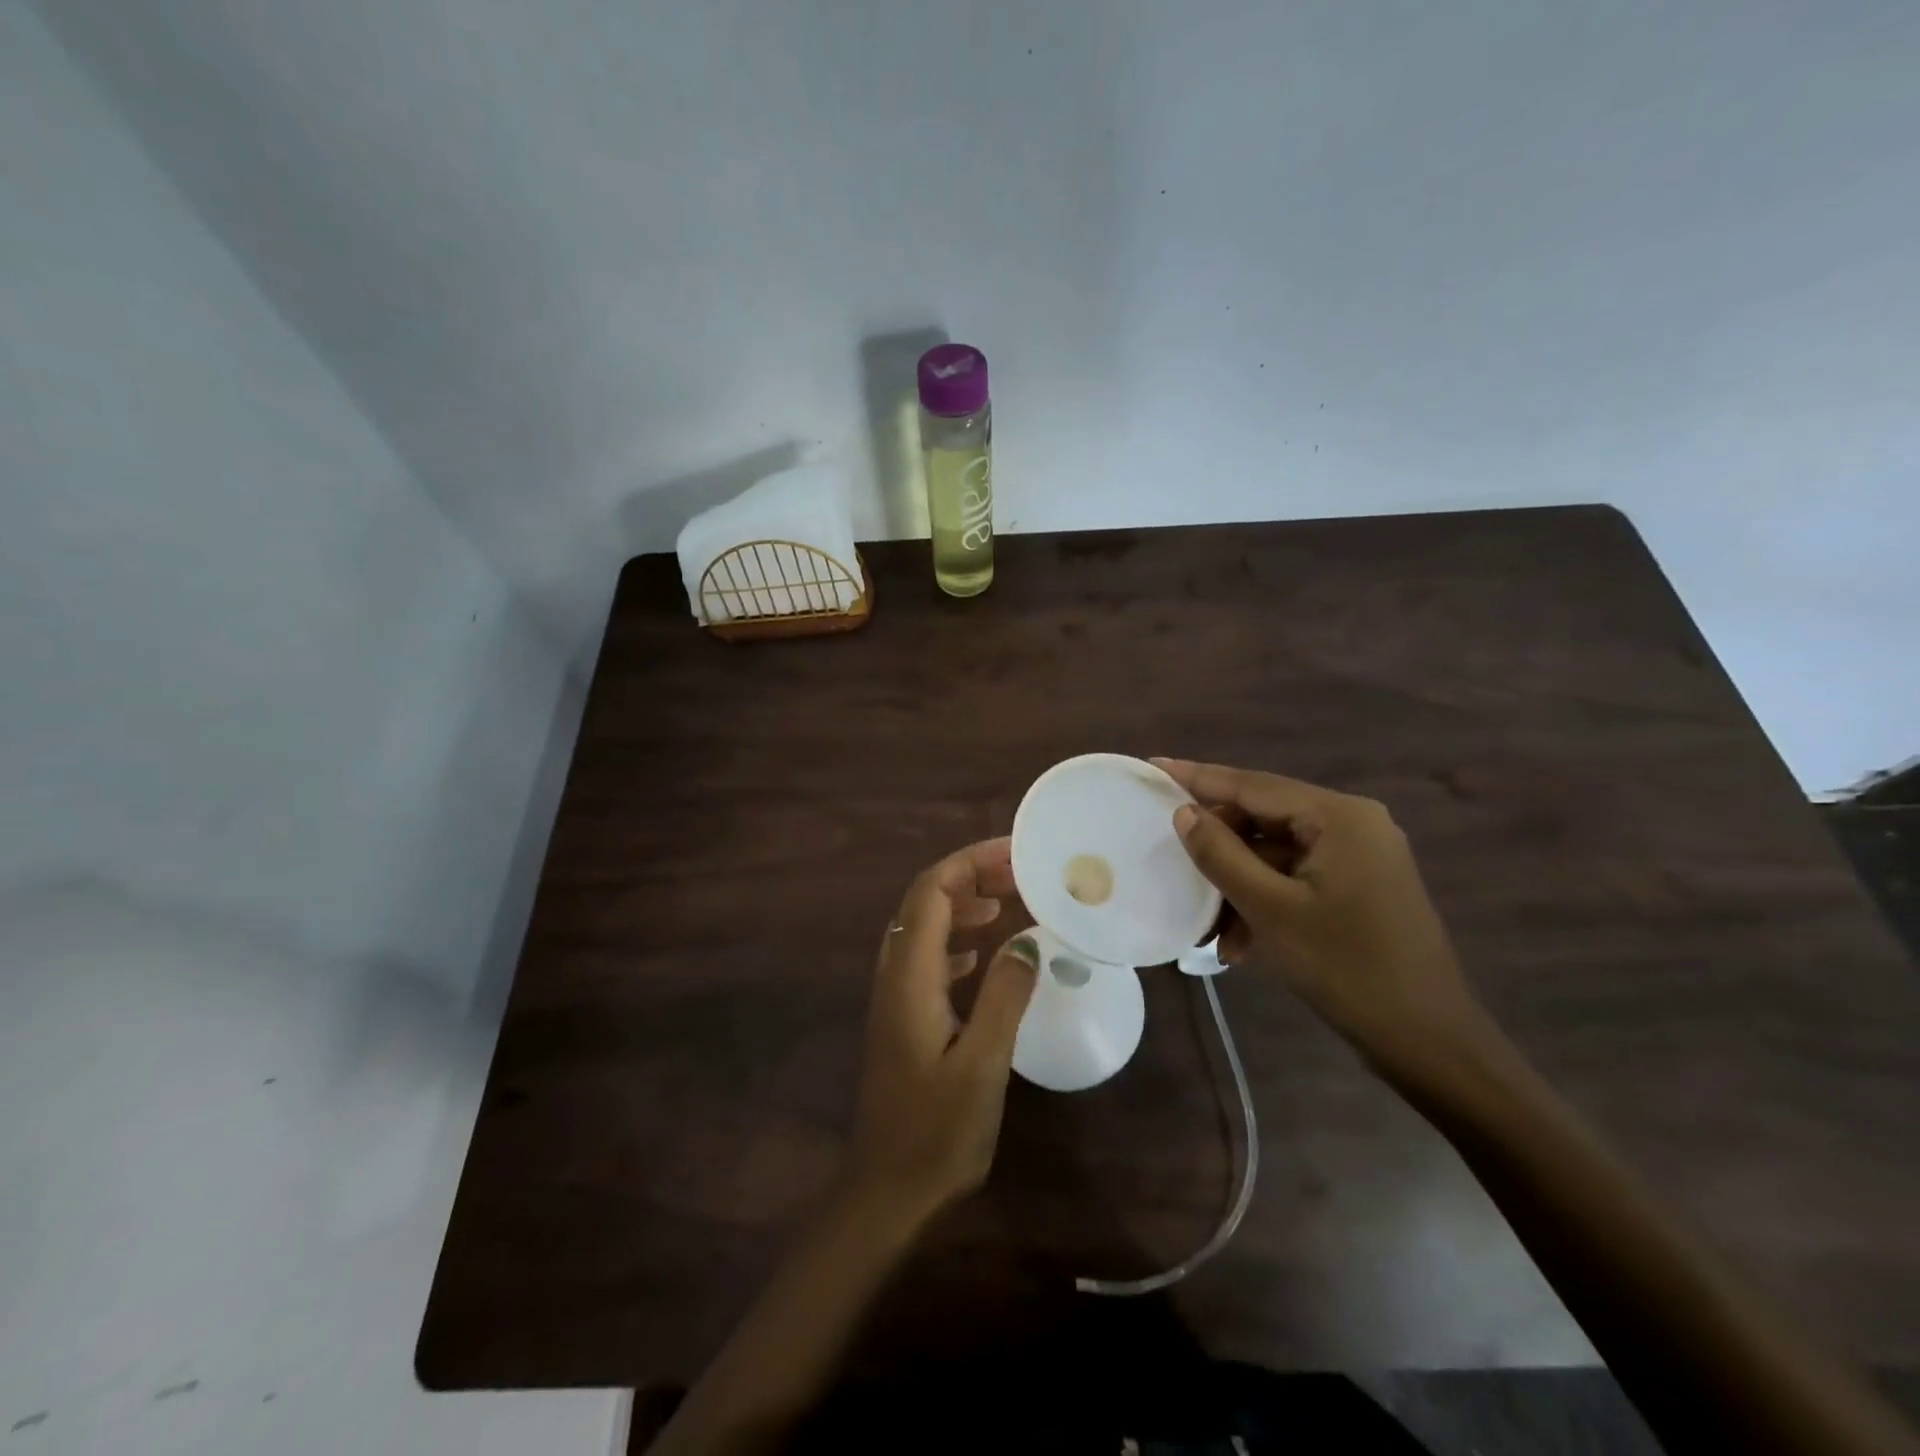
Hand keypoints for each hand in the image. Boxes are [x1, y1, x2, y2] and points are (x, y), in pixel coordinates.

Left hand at [847, 838, 1039, 1224]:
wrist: (887, 1192)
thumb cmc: (937, 1131)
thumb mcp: (983, 1063)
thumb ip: (1004, 995)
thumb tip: (1027, 940)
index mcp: (910, 976)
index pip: (931, 892)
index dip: (970, 862)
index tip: (1016, 854)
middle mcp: (895, 975)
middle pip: (925, 902)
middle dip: (970, 877)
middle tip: (1020, 875)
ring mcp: (894, 996)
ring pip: (925, 928)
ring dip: (963, 905)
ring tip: (1008, 903)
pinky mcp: (903, 1017)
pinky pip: (928, 958)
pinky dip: (957, 940)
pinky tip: (985, 954)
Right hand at [1156, 758, 1484, 1068]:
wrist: (1426, 1040)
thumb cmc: (1346, 967)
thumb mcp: (1270, 909)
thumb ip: (1221, 854)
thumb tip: (1184, 812)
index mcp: (1339, 817)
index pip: (1253, 785)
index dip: (1198, 777)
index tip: (1153, 765)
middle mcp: (1353, 824)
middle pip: (1264, 819)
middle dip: (1220, 852)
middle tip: (1174, 866)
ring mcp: (1360, 856)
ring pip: (1276, 855)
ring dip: (1239, 887)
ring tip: (1211, 932)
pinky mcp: (1360, 886)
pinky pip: (1295, 877)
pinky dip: (1265, 902)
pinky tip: (1241, 943)